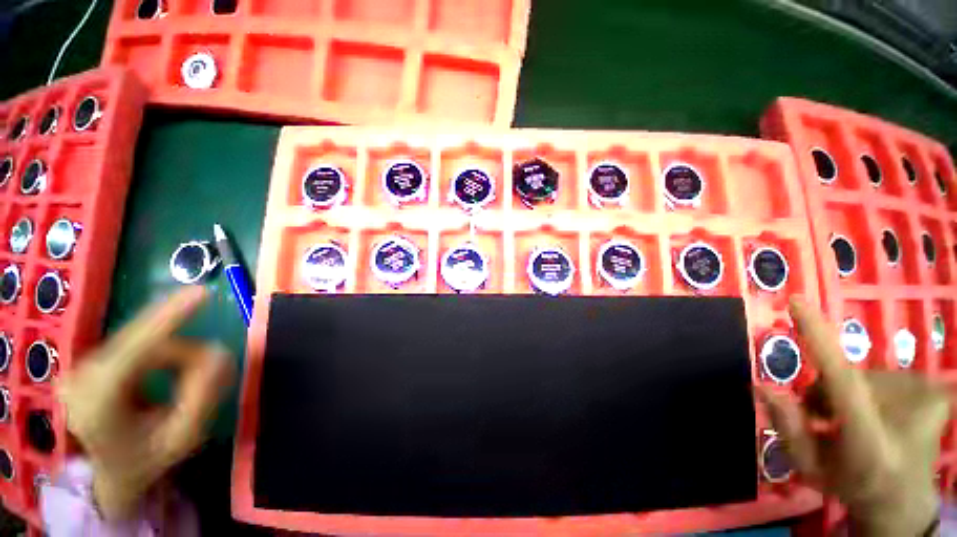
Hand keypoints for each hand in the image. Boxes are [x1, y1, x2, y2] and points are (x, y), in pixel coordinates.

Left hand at [57, 287, 233, 520]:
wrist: (114, 472)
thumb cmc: (151, 458)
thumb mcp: (185, 435)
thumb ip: (204, 394)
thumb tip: (221, 352)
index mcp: (97, 405)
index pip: (134, 350)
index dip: (168, 318)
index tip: (203, 293)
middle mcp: (80, 379)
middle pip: (141, 341)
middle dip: (183, 349)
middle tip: (212, 365)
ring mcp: (79, 368)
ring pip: (141, 340)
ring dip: (173, 354)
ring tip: (183, 384)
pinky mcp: (87, 361)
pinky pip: (135, 343)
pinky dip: (161, 352)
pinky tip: (163, 373)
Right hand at [758, 298, 950, 535]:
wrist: (906, 499)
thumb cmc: (853, 485)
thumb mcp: (809, 468)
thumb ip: (788, 427)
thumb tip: (763, 386)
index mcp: (869, 442)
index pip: (843, 380)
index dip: (819, 338)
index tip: (797, 302)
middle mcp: (902, 414)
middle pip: (846, 378)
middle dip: (825, 391)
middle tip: (824, 419)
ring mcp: (925, 398)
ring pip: (863, 374)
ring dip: (847, 390)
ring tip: (852, 420)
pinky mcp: (935, 388)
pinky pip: (886, 374)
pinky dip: (873, 388)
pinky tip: (881, 413)